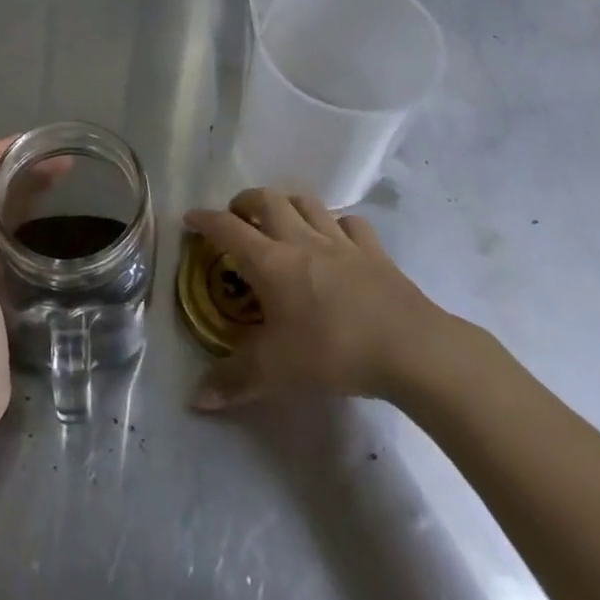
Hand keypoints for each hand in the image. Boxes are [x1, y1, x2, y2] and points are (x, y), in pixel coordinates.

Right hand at [183, 188, 465, 412]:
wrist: (409, 347)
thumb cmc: (333, 351)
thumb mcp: (277, 372)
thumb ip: (234, 381)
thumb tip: (195, 399)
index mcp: (271, 262)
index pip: (227, 229)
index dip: (205, 220)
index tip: (190, 218)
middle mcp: (300, 240)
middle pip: (266, 200)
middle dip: (245, 201)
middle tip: (236, 217)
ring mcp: (340, 241)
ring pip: (306, 202)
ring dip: (286, 203)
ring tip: (280, 218)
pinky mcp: (373, 250)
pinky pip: (350, 223)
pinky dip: (336, 224)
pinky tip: (336, 238)